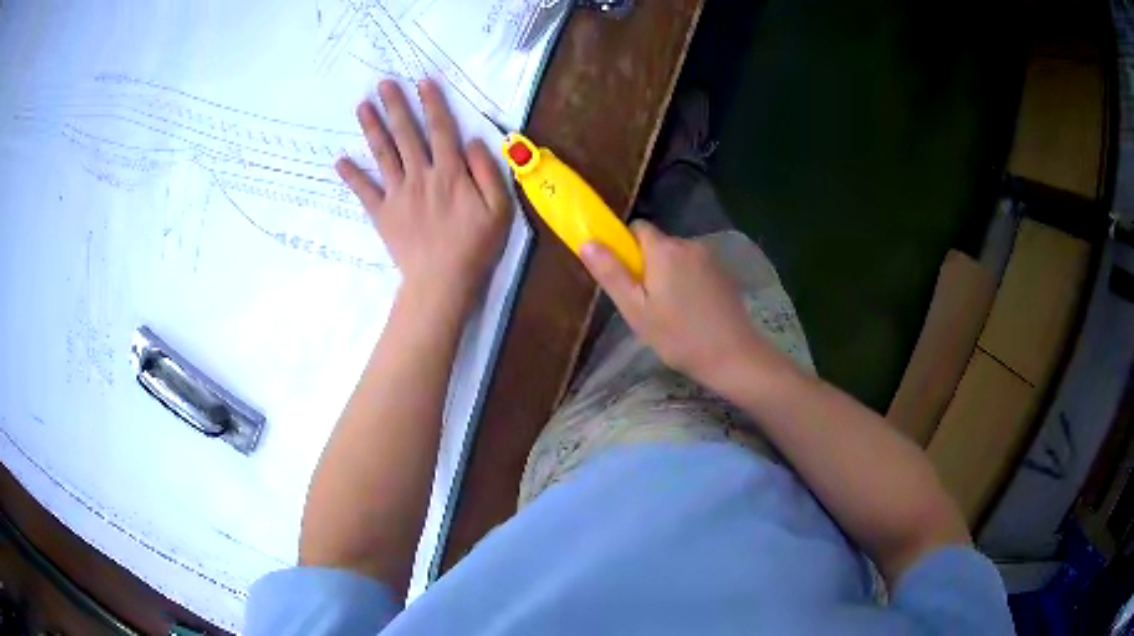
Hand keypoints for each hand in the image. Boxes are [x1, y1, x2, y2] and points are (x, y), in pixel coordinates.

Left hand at [336, 79, 509, 309]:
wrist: (442, 281)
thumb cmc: (475, 245)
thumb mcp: (499, 208)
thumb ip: (487, 171)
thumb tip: (472, 141)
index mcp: (450, 172)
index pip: (441, 129)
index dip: (432, 103)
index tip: (423, 81)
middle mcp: (421, 175)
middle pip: (406, 134)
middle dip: (395, 105)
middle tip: (383, 83)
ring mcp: (398, 193)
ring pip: (383, 154)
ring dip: (372, 128)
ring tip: (361, 106)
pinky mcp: (383, 213)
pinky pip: (364, 191)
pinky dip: (351, 175)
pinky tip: (339, 160)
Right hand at [580, 221, 789, 388]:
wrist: (733, 355)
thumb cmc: (678, 336)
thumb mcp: (635, 310)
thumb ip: (611, 273)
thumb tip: (587, 241)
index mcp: (664, 250)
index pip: (637, 228)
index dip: (626, 247)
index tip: (626, 277)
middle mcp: (689, 244)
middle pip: (658, 244)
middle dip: (648, 265)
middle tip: (646, 304)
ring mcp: (711, 258)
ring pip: (678, 257)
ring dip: (670, 274)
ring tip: (672, 312)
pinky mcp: (725, 273)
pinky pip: (697, 268)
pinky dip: (690, 282)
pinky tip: (694, 312)